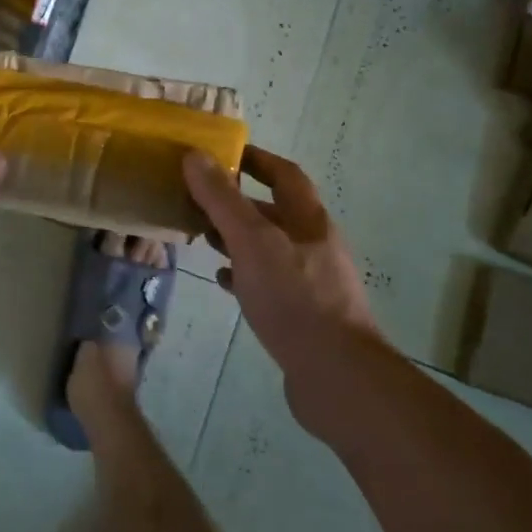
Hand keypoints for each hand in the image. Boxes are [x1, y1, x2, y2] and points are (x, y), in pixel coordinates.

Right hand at [183, 145, 384, 425]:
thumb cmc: (295, 299)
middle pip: (275, 212)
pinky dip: (243, 275)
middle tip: (198, 198)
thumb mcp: (253, 241)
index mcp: (309, 221)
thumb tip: (194, 156)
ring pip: (269, 248)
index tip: (222, 154)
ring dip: (237, 238)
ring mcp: (311, 282)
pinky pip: (268, 283)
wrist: (337, 377)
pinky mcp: (303, 315)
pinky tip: (222, 281)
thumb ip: (223, 200)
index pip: (284, 175)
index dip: (256, 159)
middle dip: (238, 202)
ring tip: (201, 236)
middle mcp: (314, 246)